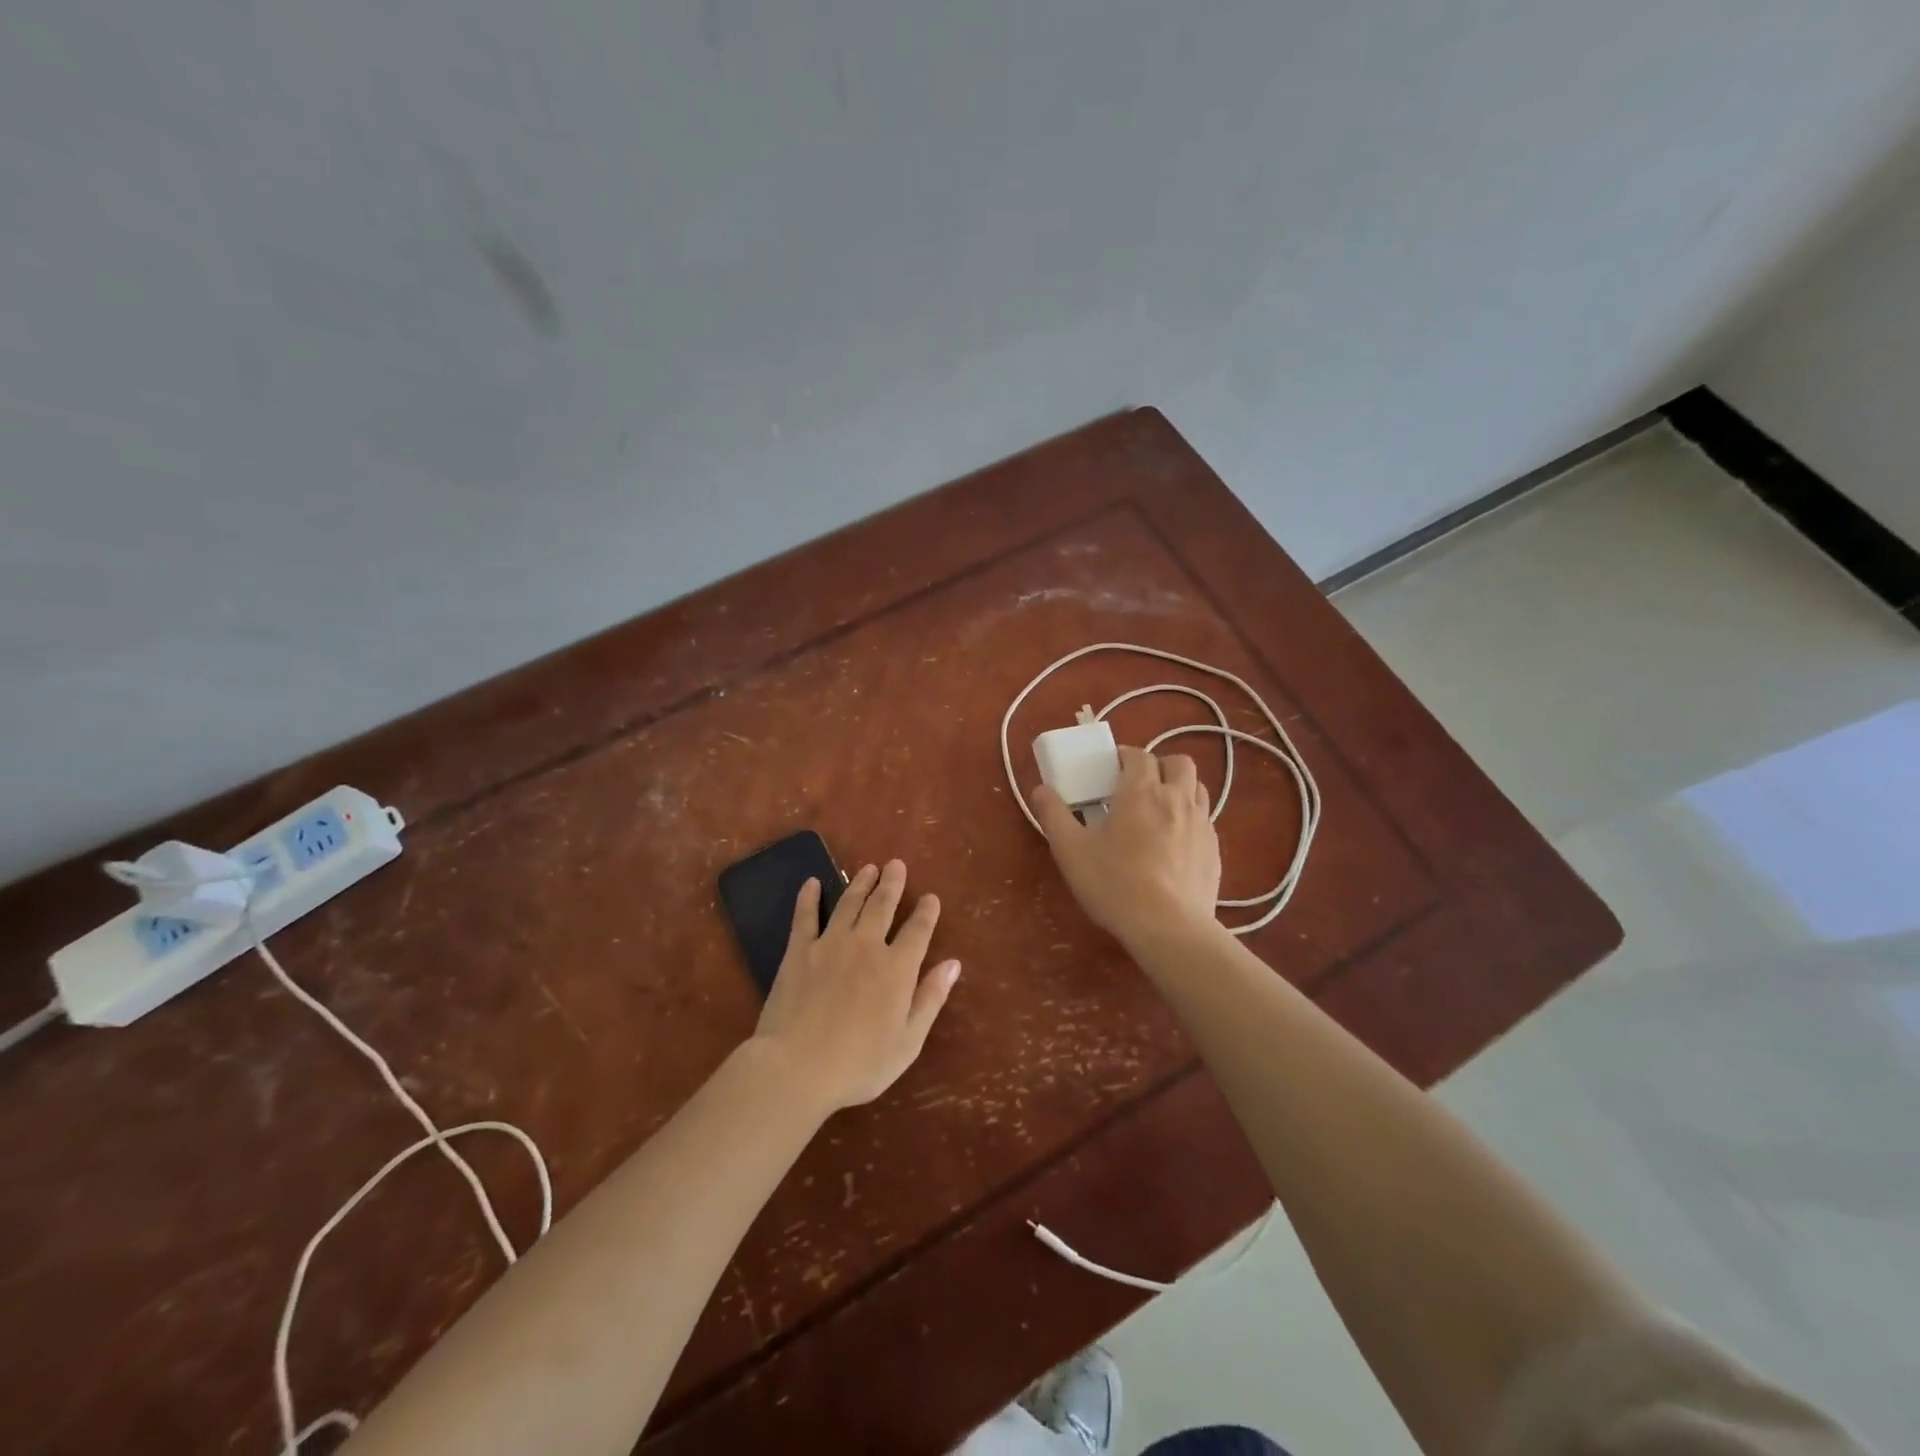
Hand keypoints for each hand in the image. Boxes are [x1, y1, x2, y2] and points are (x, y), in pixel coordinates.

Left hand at [750, 860, 960, 1112]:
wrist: (797, 1067)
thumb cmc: (859, 1064)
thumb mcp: (908, 1041)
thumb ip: (930, 998)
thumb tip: (953, 964)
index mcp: (897, 969)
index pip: (917, 931)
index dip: (926, 912)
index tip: (930, 898)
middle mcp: (866, 946)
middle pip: (882, 906)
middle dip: (892, 884)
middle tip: (896, 865)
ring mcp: (830, 944)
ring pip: (849, 903)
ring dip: (860, 883)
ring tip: (868, 868)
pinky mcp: (799, 951)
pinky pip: (806, 916)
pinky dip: (809, 897)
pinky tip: (811, 882)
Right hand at [1032, 745, 1221, 945]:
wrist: (1168, 928)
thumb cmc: (1114, 884)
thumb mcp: (1071, 851)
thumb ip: (1054, 816)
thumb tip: (1040, 790)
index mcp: (1141, 792)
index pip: (1138, 756)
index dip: (1124, 757)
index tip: (1110, 770)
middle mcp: (1177, 798)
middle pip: (1178, 762)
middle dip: (1159, 765)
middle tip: (1138, 786)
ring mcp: (1202, 824)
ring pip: (1198, 788)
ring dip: (1179, 788)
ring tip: (1159, 809)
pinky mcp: (1214, 851)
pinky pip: (1205, 820)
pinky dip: (1190, 819)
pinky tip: (1173, 843)